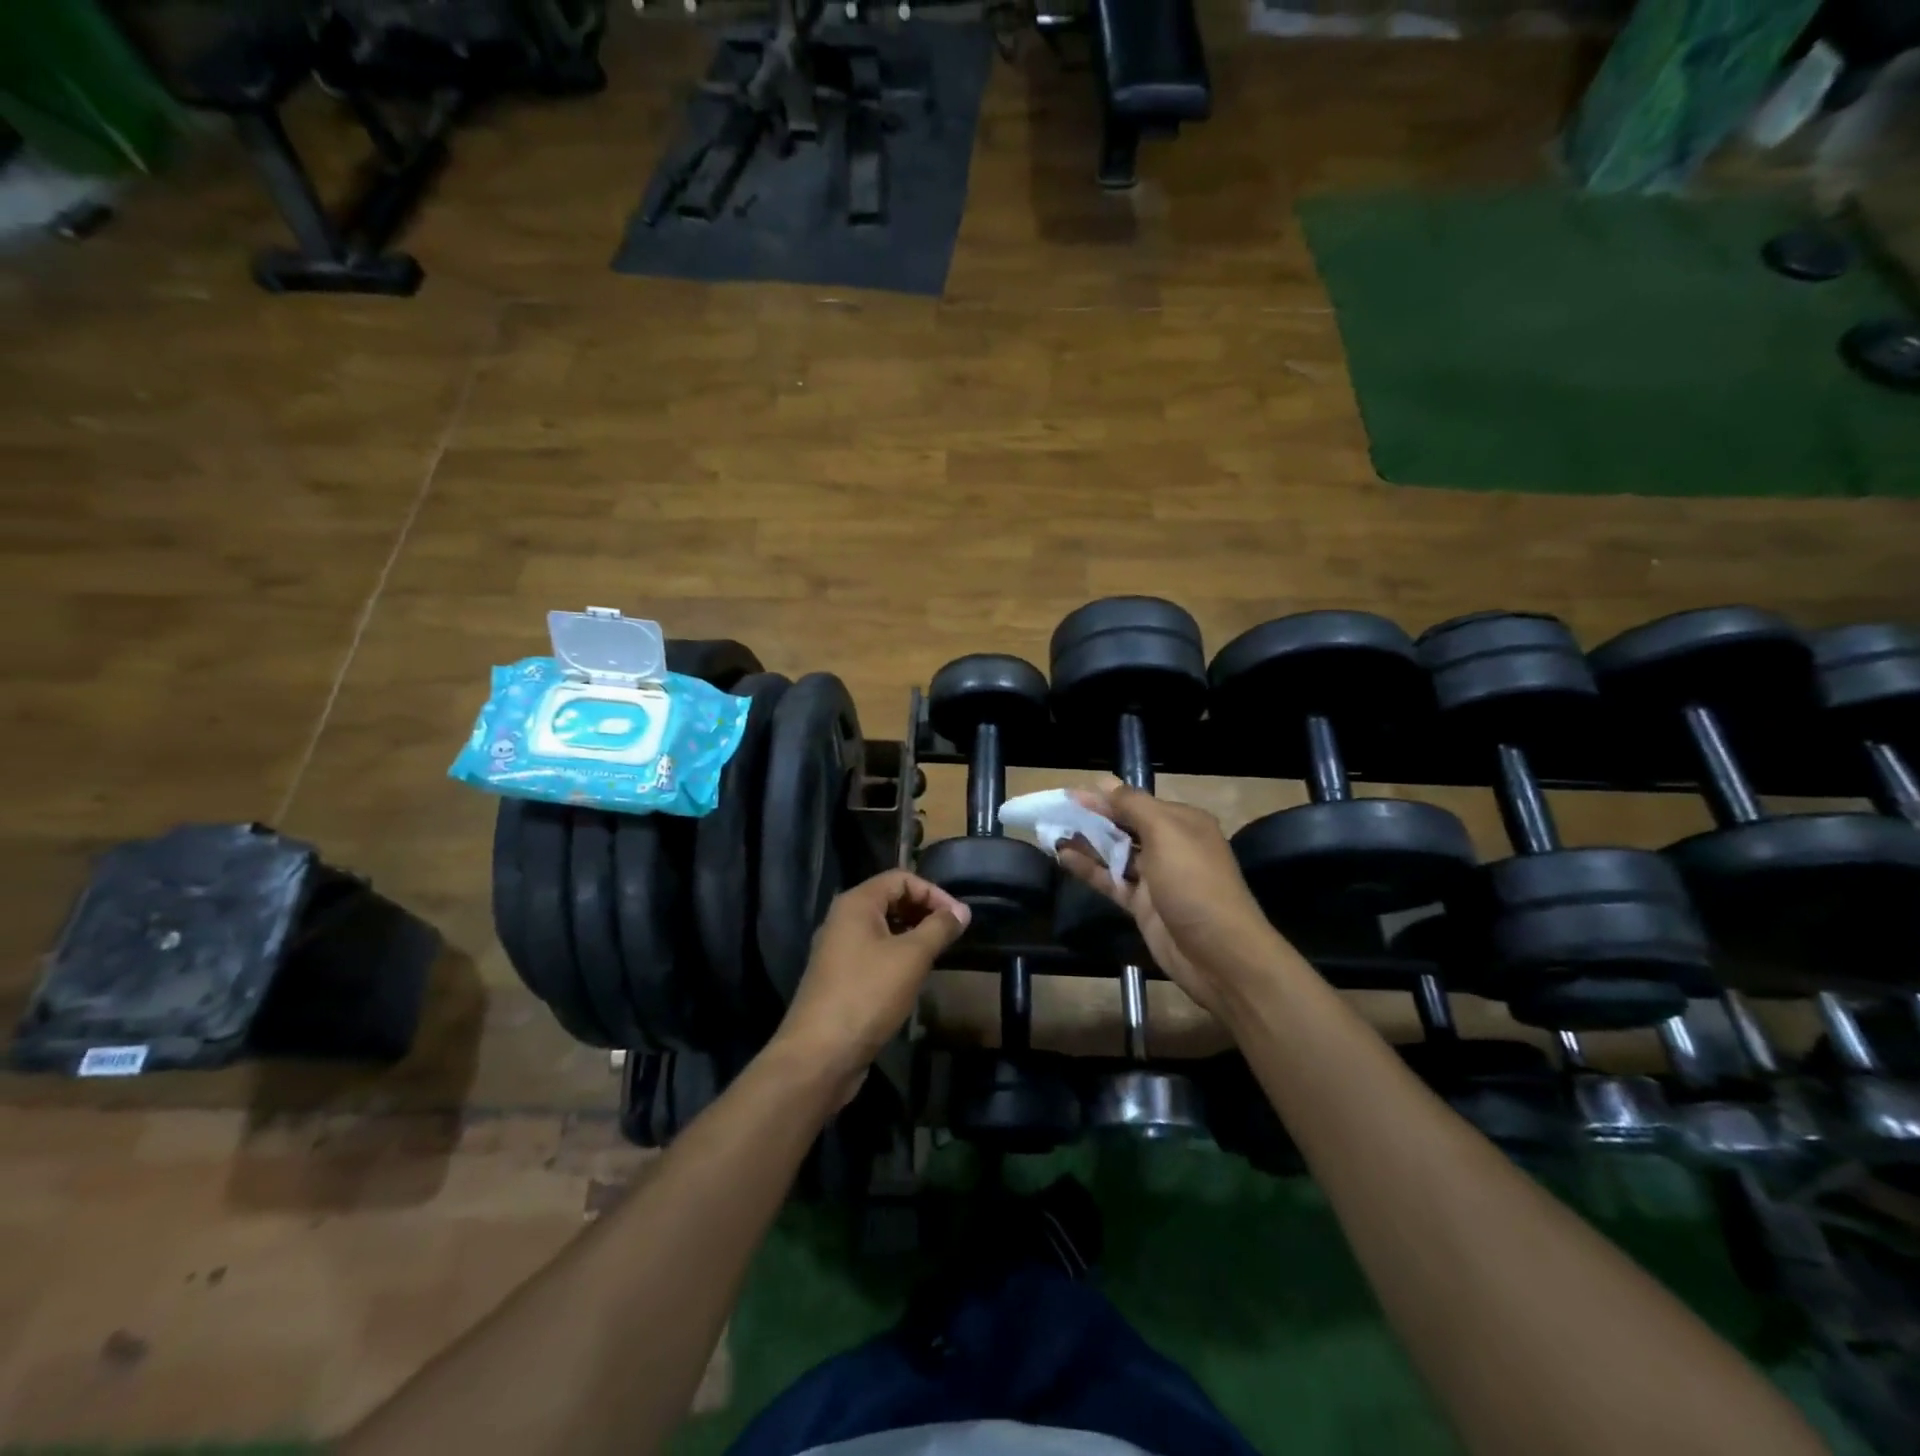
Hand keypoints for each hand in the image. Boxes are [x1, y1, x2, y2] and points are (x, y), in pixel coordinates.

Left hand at [771, 870, 969, 1097]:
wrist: (820, 1053)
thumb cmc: (869, 993)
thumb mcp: (912, 956)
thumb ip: (939, 928)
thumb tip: (962, 911)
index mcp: (856, 903)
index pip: (901, 878)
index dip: (933, 892)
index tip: (958, 917)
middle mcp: (843, 919)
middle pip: (890, 899)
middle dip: (923, 911)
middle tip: (951, 934)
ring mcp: (838, 949)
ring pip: (882, 928)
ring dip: (912, 934)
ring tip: (938, 953)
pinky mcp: (840, 977)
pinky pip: (874, 952)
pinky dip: (897, 955)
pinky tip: (914, 976)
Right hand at [1056, 779, 1286, 1014]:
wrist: (1219, 954)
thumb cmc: (1194, 883)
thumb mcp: (1165, 834)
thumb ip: (1132, 806)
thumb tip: (1104, 782)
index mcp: (1182, 822)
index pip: (1136, 802)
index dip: (1104, 797)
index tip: (1070, 795)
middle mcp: (1170, 845)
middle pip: (1124, 826)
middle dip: (1092, 818)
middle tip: (1055, 812)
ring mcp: (1155, 877)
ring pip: (1115, 853)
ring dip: (1086, 843)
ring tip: (1052, 832)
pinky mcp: (1143, 905)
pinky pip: (1111, 880)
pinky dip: (1089, 869)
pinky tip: (1063, 857)